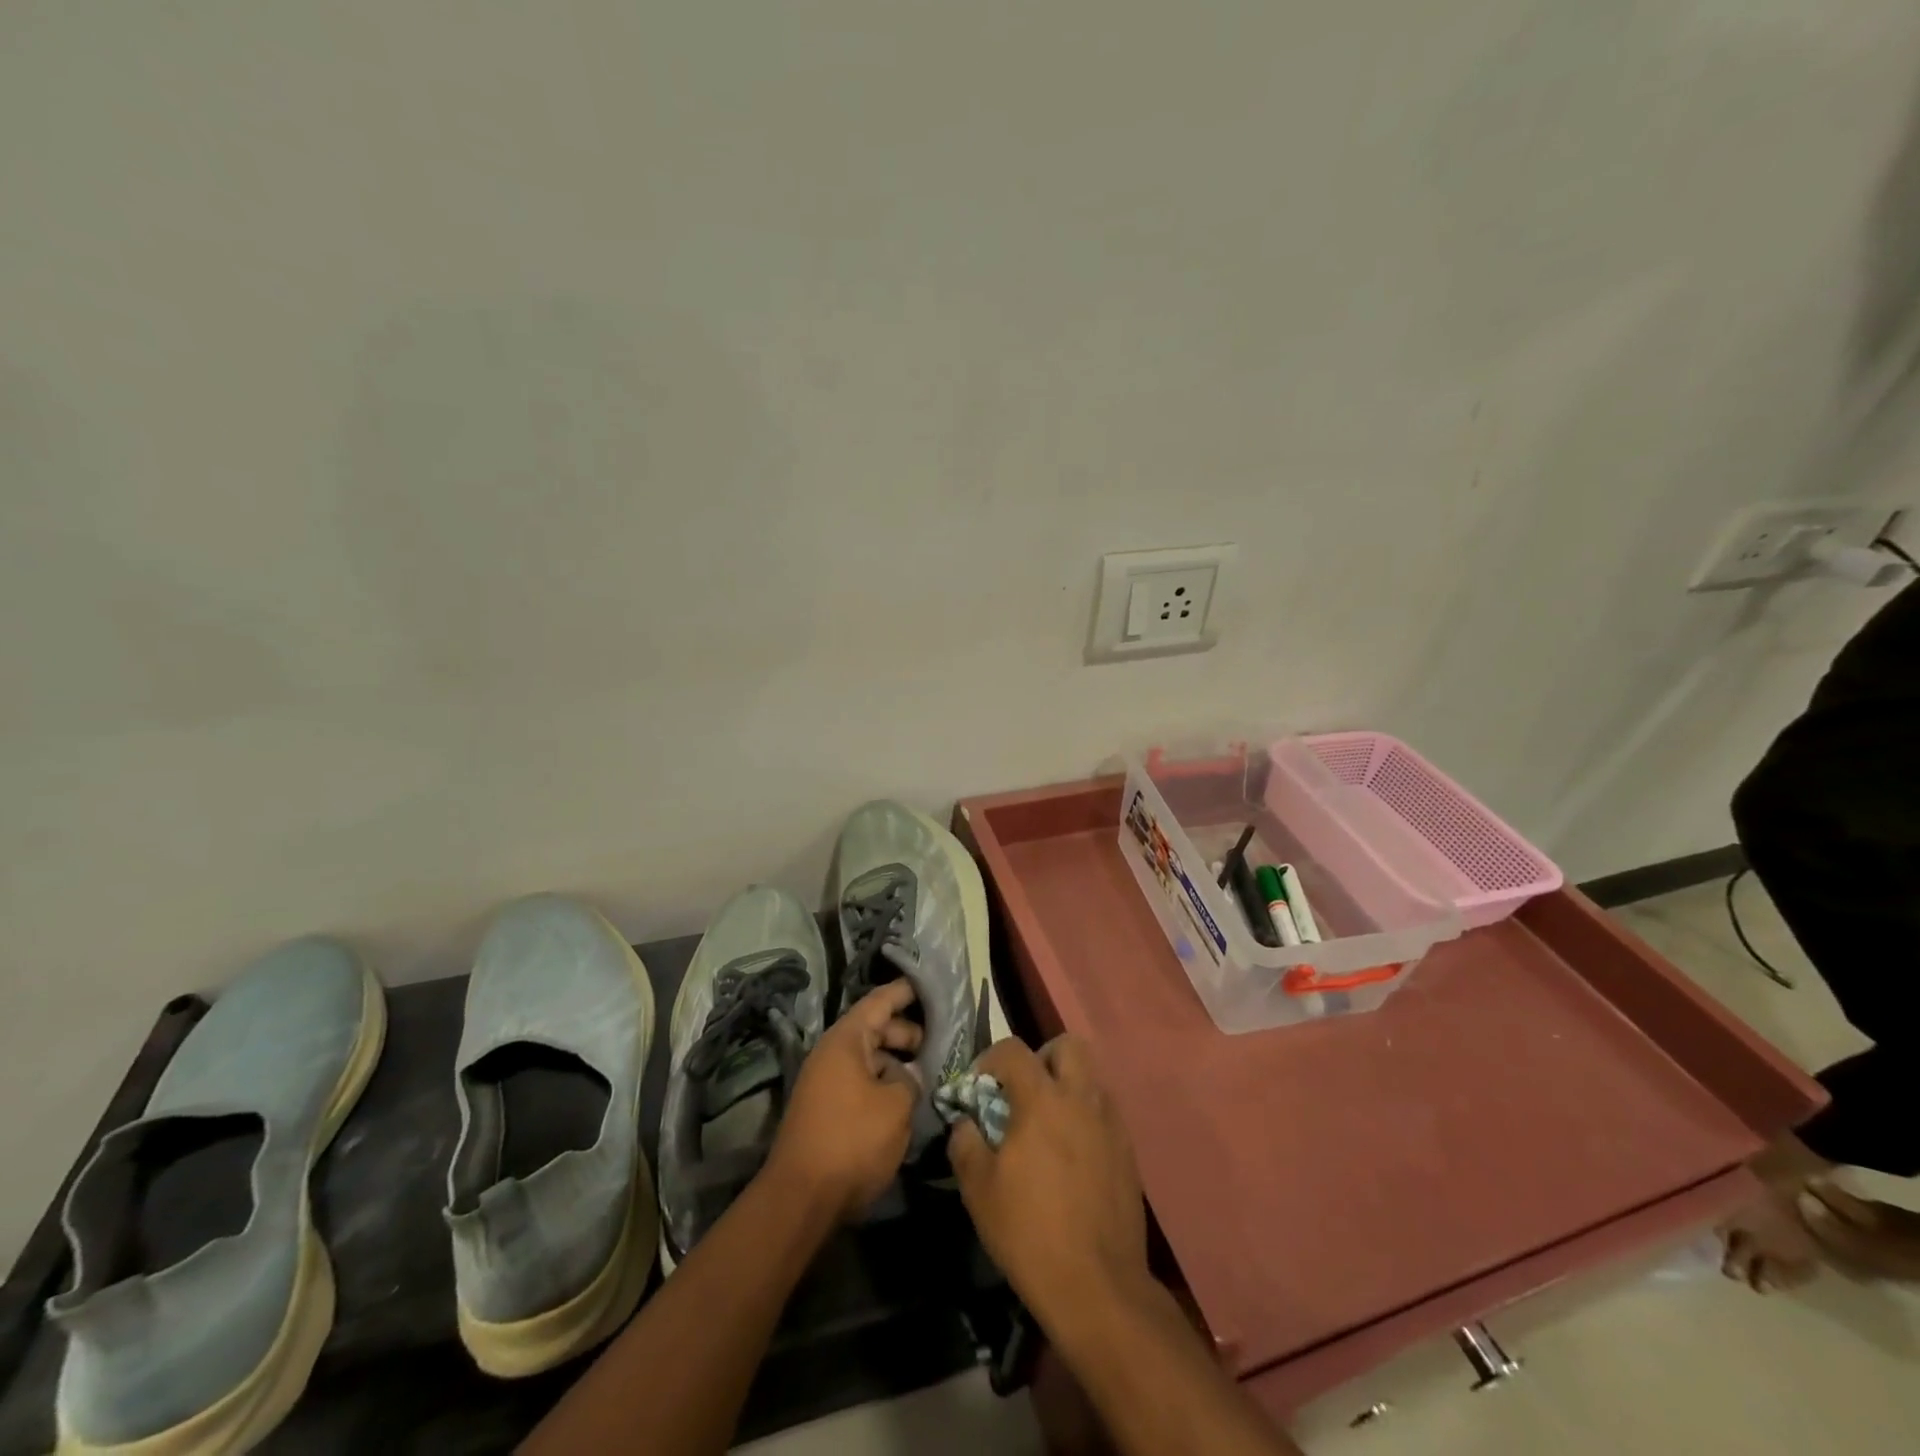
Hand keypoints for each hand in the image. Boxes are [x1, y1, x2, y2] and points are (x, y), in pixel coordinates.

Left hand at [765, 980, 921, 1221]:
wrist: (800, 1198)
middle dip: (907, 1031)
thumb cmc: (852, 1140)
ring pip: (868, 1058)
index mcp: (846, 1040)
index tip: (931, 984)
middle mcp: (831, 1053)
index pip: (880, 1001)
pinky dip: (882, 1082)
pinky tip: (905, 1098)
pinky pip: (860, 1081)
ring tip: (928, 1071)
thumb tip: (910, 1073)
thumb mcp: (896, 1106)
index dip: (906, 991)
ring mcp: (825, 1082)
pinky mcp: (825, 1109)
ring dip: (896, 1061)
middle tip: (939, 1039)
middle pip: (874, 1028)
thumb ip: (911, 1080)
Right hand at [948, 1036, 1148, 1328]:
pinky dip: (1086, 1116)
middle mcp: (1081, 1098)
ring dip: (1067, 1085)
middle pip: (1067, 1045)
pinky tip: (1072, 1154)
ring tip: (1048, 1123)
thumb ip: (966, 1143)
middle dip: (1042, 1057)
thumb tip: (965, 1122)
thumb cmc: (1029, 1232)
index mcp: (1042, 1099)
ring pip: (1090, 1076)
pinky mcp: (1128, 1150)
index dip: (990, 1059)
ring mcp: (1110, 1122)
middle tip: (1024, 1091)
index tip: (979, 1086)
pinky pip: (1105, 1111)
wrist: (1097, 1285)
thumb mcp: (979, 1190)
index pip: (1014, 1049)